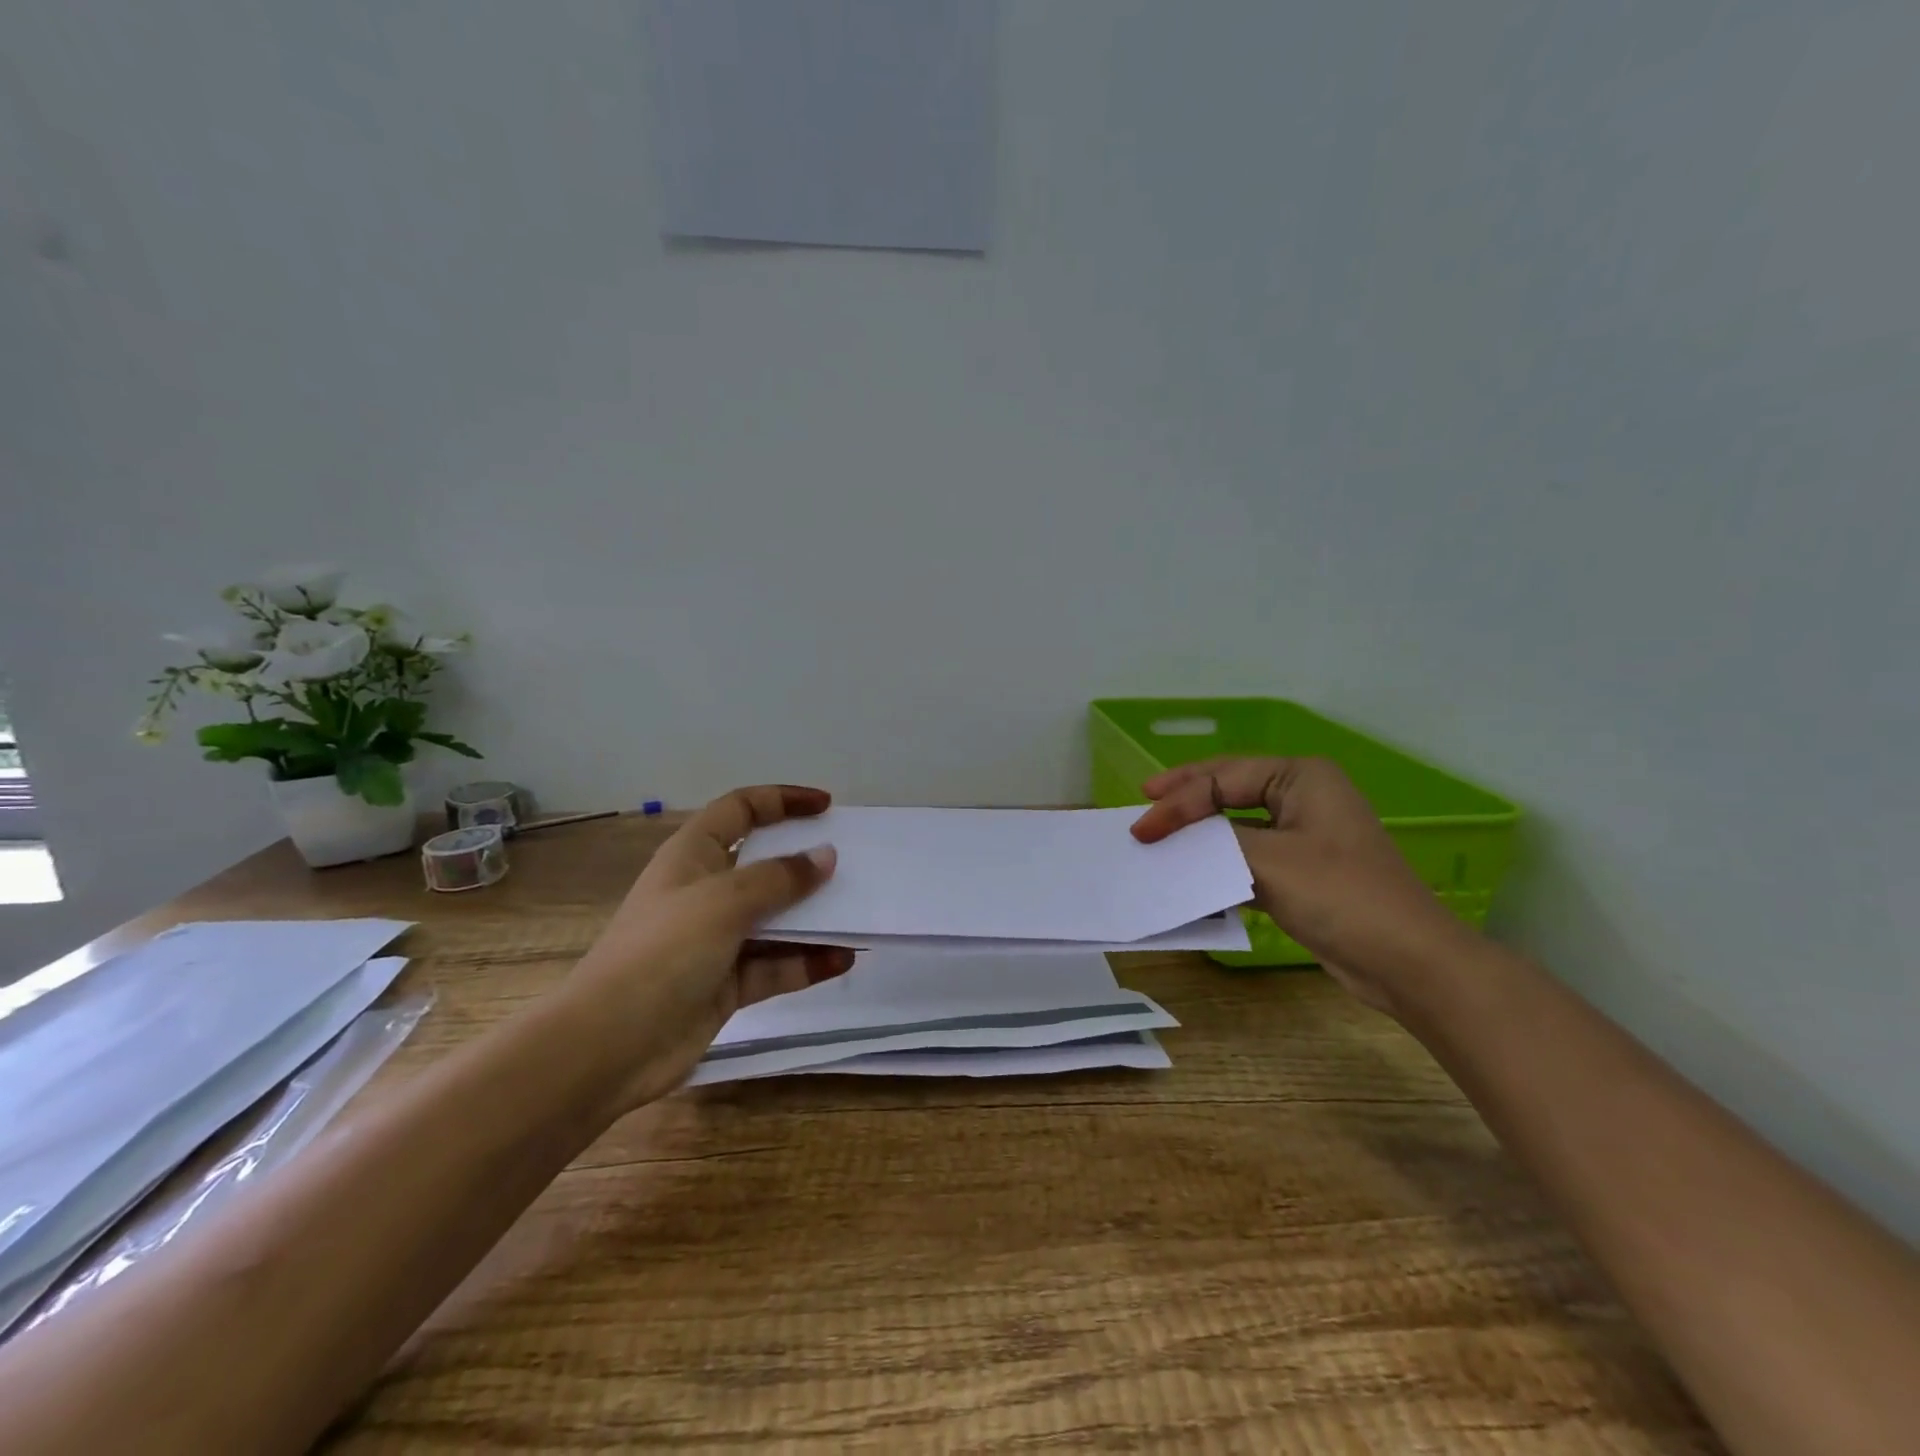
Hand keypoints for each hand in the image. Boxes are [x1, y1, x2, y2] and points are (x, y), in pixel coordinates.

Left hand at [560, 785, 851, 1114]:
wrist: (608, 1047)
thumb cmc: (662, 953)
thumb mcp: (723, 902)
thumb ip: (779, 878)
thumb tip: (825, 857)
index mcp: (693, 855)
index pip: (741, 809)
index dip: (782, 800)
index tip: (827, 807)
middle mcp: (706, 891)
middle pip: (764, 864)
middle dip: (806, 862)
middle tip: (852, 863)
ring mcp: (717, 940)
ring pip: (776, 918)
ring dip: (815, 918)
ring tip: (859, 914)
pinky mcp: (727, 984)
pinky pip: (776, 964)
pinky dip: (808, 961)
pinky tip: (843, 959)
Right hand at [1130, 757, 1475, 1013]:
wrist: (1407, 962)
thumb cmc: (1340, 895)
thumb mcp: (1268, 861)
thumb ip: (1213, 842)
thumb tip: (1168, 838)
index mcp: (1301, 777)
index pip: (1222, 779)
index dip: (1177, 801)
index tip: (1142, 828)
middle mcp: (1301, 796)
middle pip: (1227, 790)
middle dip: (1184, 801)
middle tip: (1143, 802)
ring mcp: (1302, 834)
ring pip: (1234, 825)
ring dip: (1198, 834)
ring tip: (1159, 837)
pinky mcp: (1299, 871)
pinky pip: (1246, 856)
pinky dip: (1217, 863)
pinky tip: (1191, 873)